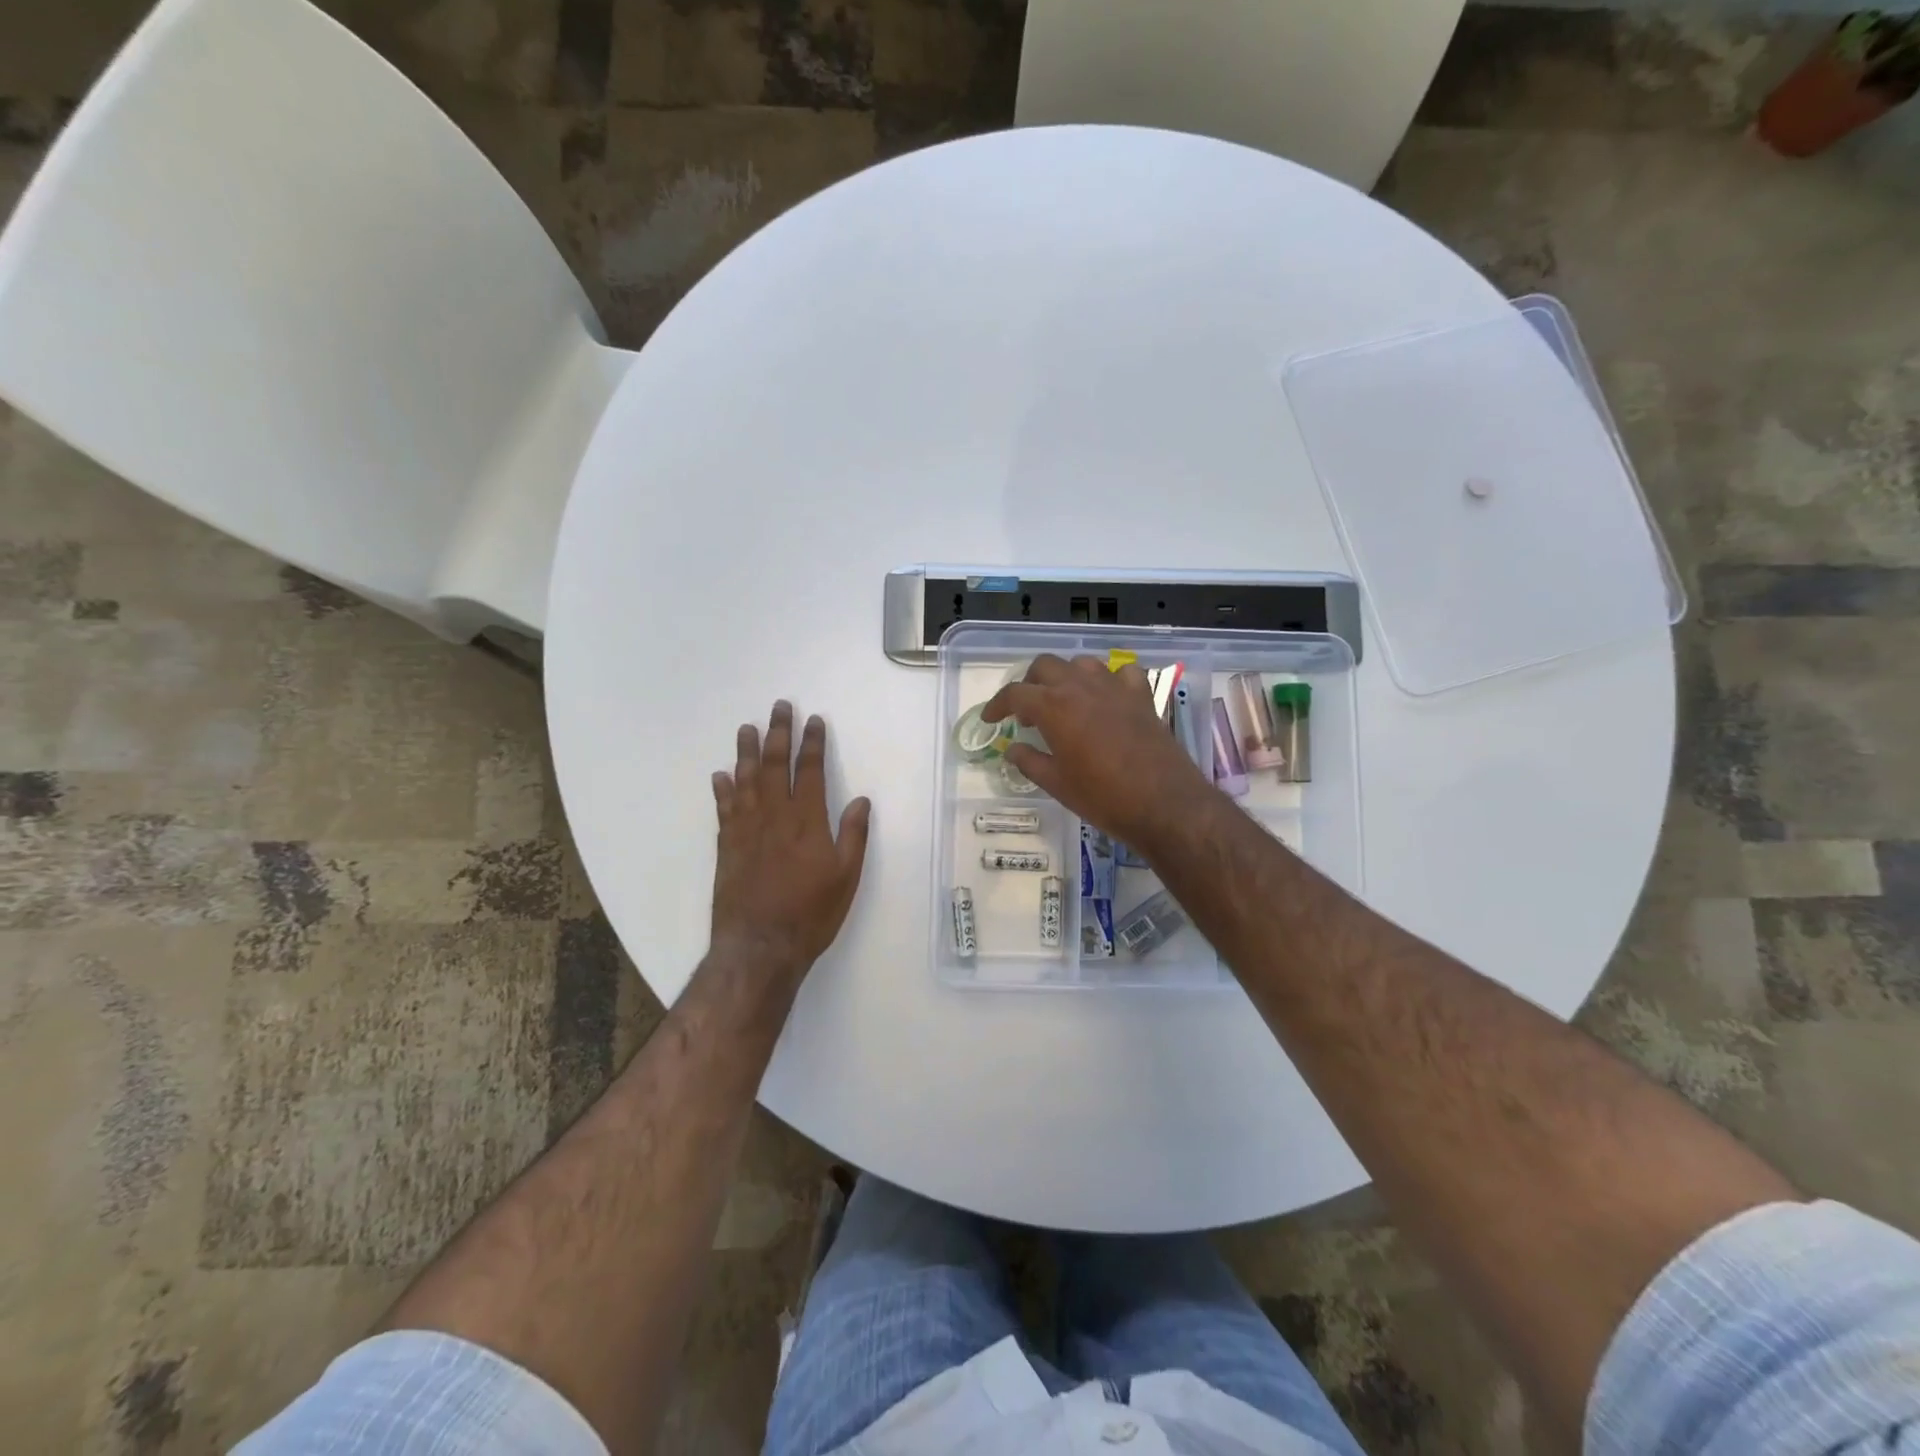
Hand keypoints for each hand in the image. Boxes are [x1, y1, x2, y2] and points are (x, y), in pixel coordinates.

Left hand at [710, 701, 871, 986]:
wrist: (760, 947)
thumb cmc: (811, 914)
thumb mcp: (846, 877)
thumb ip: (853, 836)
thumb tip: (860, 800)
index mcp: (807, 822)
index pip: (810, 771)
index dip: (813, 744)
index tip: (814, 720)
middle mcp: (774, 817)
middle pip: (775, 766)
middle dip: (779, 734)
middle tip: (778, 707)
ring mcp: (746, 830)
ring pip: (746, 781)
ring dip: (747, 752)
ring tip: (746, 728)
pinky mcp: (726, 847)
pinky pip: (724, 809)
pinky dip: (722, 790)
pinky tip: (720, 775)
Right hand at [981, 656, 1211, 845]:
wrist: (1164, 803)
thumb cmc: (1103, 797)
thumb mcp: (1057, 784)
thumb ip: (1030, 761)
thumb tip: (1013, 749)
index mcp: (1054, 707)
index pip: (1015, 694)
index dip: (997, 705)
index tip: (991, 719)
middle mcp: (1081, 687)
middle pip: (1045, 666)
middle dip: (1030, 683)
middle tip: (1027, 712)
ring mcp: (1115, 687)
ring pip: (1081, 663)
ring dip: (1066, 677)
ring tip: (1064, 702)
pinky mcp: (1141, 696)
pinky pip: (1122, 672)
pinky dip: (1110, 679)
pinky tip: (1107, 698)